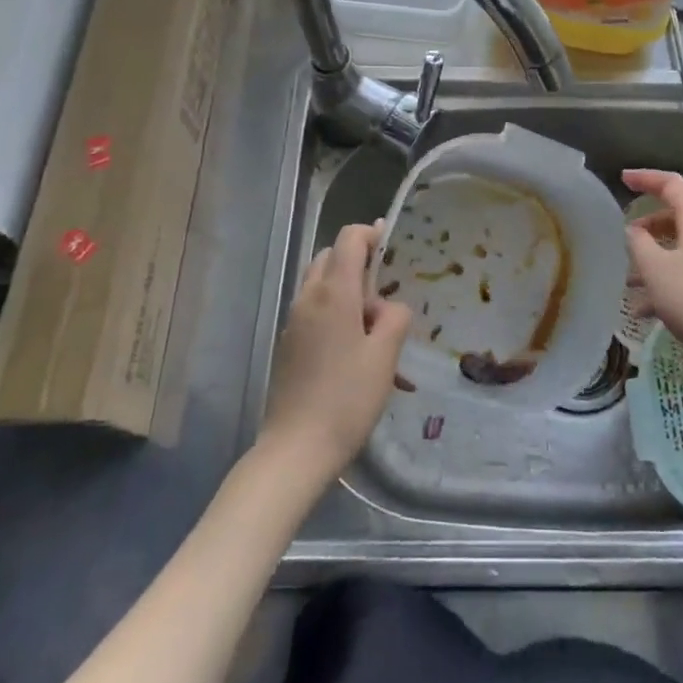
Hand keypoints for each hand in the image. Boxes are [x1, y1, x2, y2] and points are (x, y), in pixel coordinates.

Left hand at [262, 221, 411, 482]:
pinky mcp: (289, 344)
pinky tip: (359, 357)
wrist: (296, 449)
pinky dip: (337, 316)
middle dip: (359, 265)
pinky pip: (315, 312)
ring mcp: (294, 321)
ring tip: (376, 334)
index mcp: (334, 292)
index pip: (349, 239)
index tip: (391, 245)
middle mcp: (308, 298)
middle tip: (384, 299)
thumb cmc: (347, 398)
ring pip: (322, 286)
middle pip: (332, 258)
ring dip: (349, 294)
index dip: (371, 234)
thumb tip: (389, 308)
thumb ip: (394, 317)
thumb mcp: (385, 355)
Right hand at [622, 169, 682, 370]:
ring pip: (681, 251)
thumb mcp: (655, 269)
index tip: (623, 179)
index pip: (673, 184)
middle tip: (624, 241)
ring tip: (629, 284)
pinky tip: (646, 313)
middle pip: (677, 219)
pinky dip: (667, 284)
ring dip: (654, 262)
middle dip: (647, 229)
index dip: (646, 178)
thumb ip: (638, 243)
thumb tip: (633, 231)